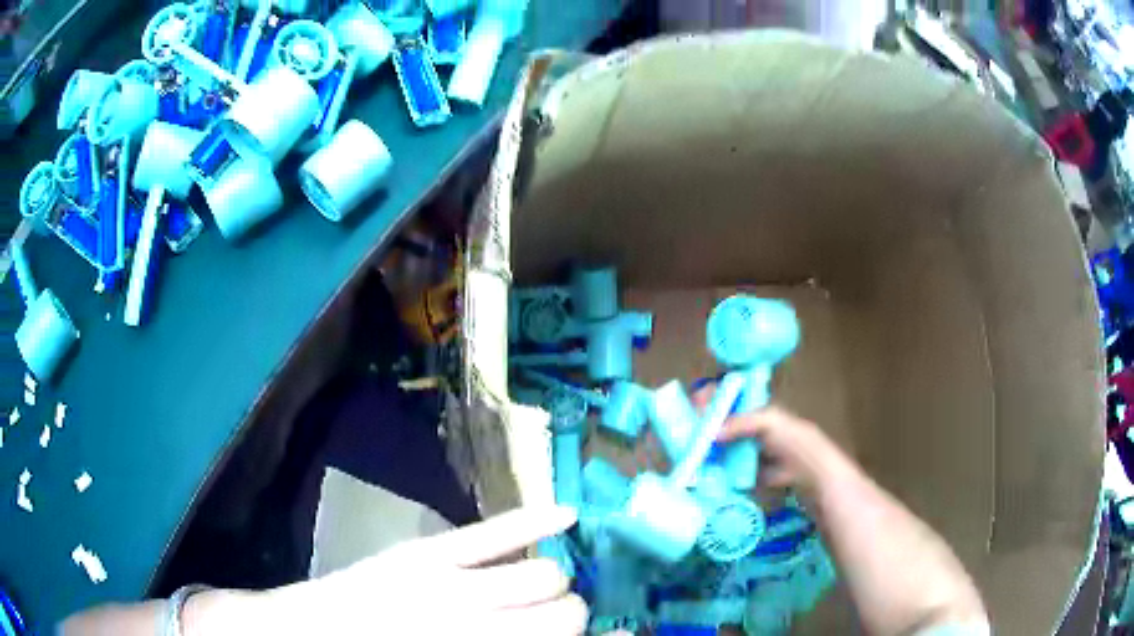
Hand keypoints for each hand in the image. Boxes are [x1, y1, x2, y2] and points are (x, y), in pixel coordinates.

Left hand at [242, 507, 587, 635]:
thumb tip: (559, 634)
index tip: (614, 635)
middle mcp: (480, 626)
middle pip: (568, 612)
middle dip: (567, 616)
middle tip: (548, 620)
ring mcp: (452, 586)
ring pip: (546, 572)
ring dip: (550, 582)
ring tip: (532, 587)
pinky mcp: (426, 554)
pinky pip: (493, 532)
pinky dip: (536, 520)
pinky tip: (569, 515)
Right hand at [693, 388, 852, 498]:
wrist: (808, 473)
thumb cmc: (792, 440)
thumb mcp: (768, 422)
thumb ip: (740, 423)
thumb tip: (710, 433)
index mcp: (755, 407)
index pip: (727, 396)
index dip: (711, 397)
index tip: (694, 406)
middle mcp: (747, 426)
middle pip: (719, 421)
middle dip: (702, 424)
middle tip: (684, 432)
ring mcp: (745, 449)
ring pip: (718, 444)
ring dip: (704, 447)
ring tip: (687, 452)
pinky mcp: (743, 470)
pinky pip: (723, 465)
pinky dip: (711, 467)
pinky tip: (698, 469)